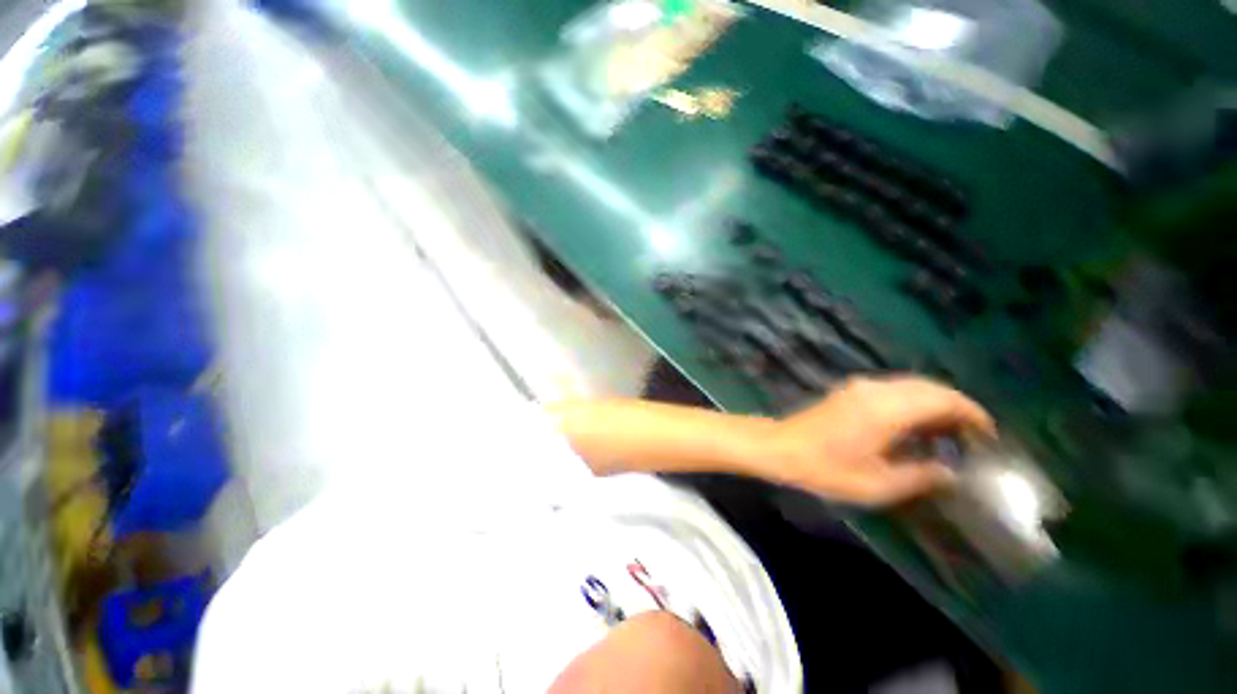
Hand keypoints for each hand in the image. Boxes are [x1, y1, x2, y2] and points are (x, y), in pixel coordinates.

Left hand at [765, 376, 994, 506]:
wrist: (781, 447)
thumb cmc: (825, 468)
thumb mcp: (877, 484)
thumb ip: (920, 476)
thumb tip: (951, 473)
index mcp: (887, 409)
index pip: (943, 399)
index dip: (972, 414)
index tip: (988, 435)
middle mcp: (876, 390)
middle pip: (930, 387)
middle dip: (957, 407)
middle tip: (971, 437)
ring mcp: (859, 387)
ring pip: (911, 385)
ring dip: (934, 402)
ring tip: (948, 433)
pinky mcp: (848, 390)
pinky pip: (892, 388)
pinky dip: (913, 401)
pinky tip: (914, 425)